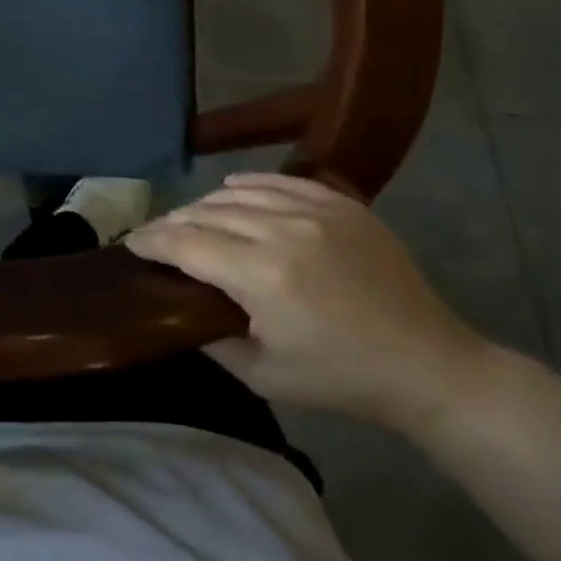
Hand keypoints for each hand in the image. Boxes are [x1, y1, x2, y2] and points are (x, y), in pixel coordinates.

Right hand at [125, 173, 486, 430]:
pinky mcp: (343, 205)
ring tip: (189, 220)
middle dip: (170, 224)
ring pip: (237, 194)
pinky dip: (247, 185)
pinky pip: (280, 182)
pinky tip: (231, 191)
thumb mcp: (262, 375)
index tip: (130, 245)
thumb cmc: (340, 379)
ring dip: (203, 206)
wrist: (429, 366)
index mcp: (261, 275)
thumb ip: (210, 337)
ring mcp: (317, 212)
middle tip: (154, 237)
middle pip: (204, 213)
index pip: (184, 243)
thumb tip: (177, 308)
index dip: (150, 241)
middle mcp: (283, 231)